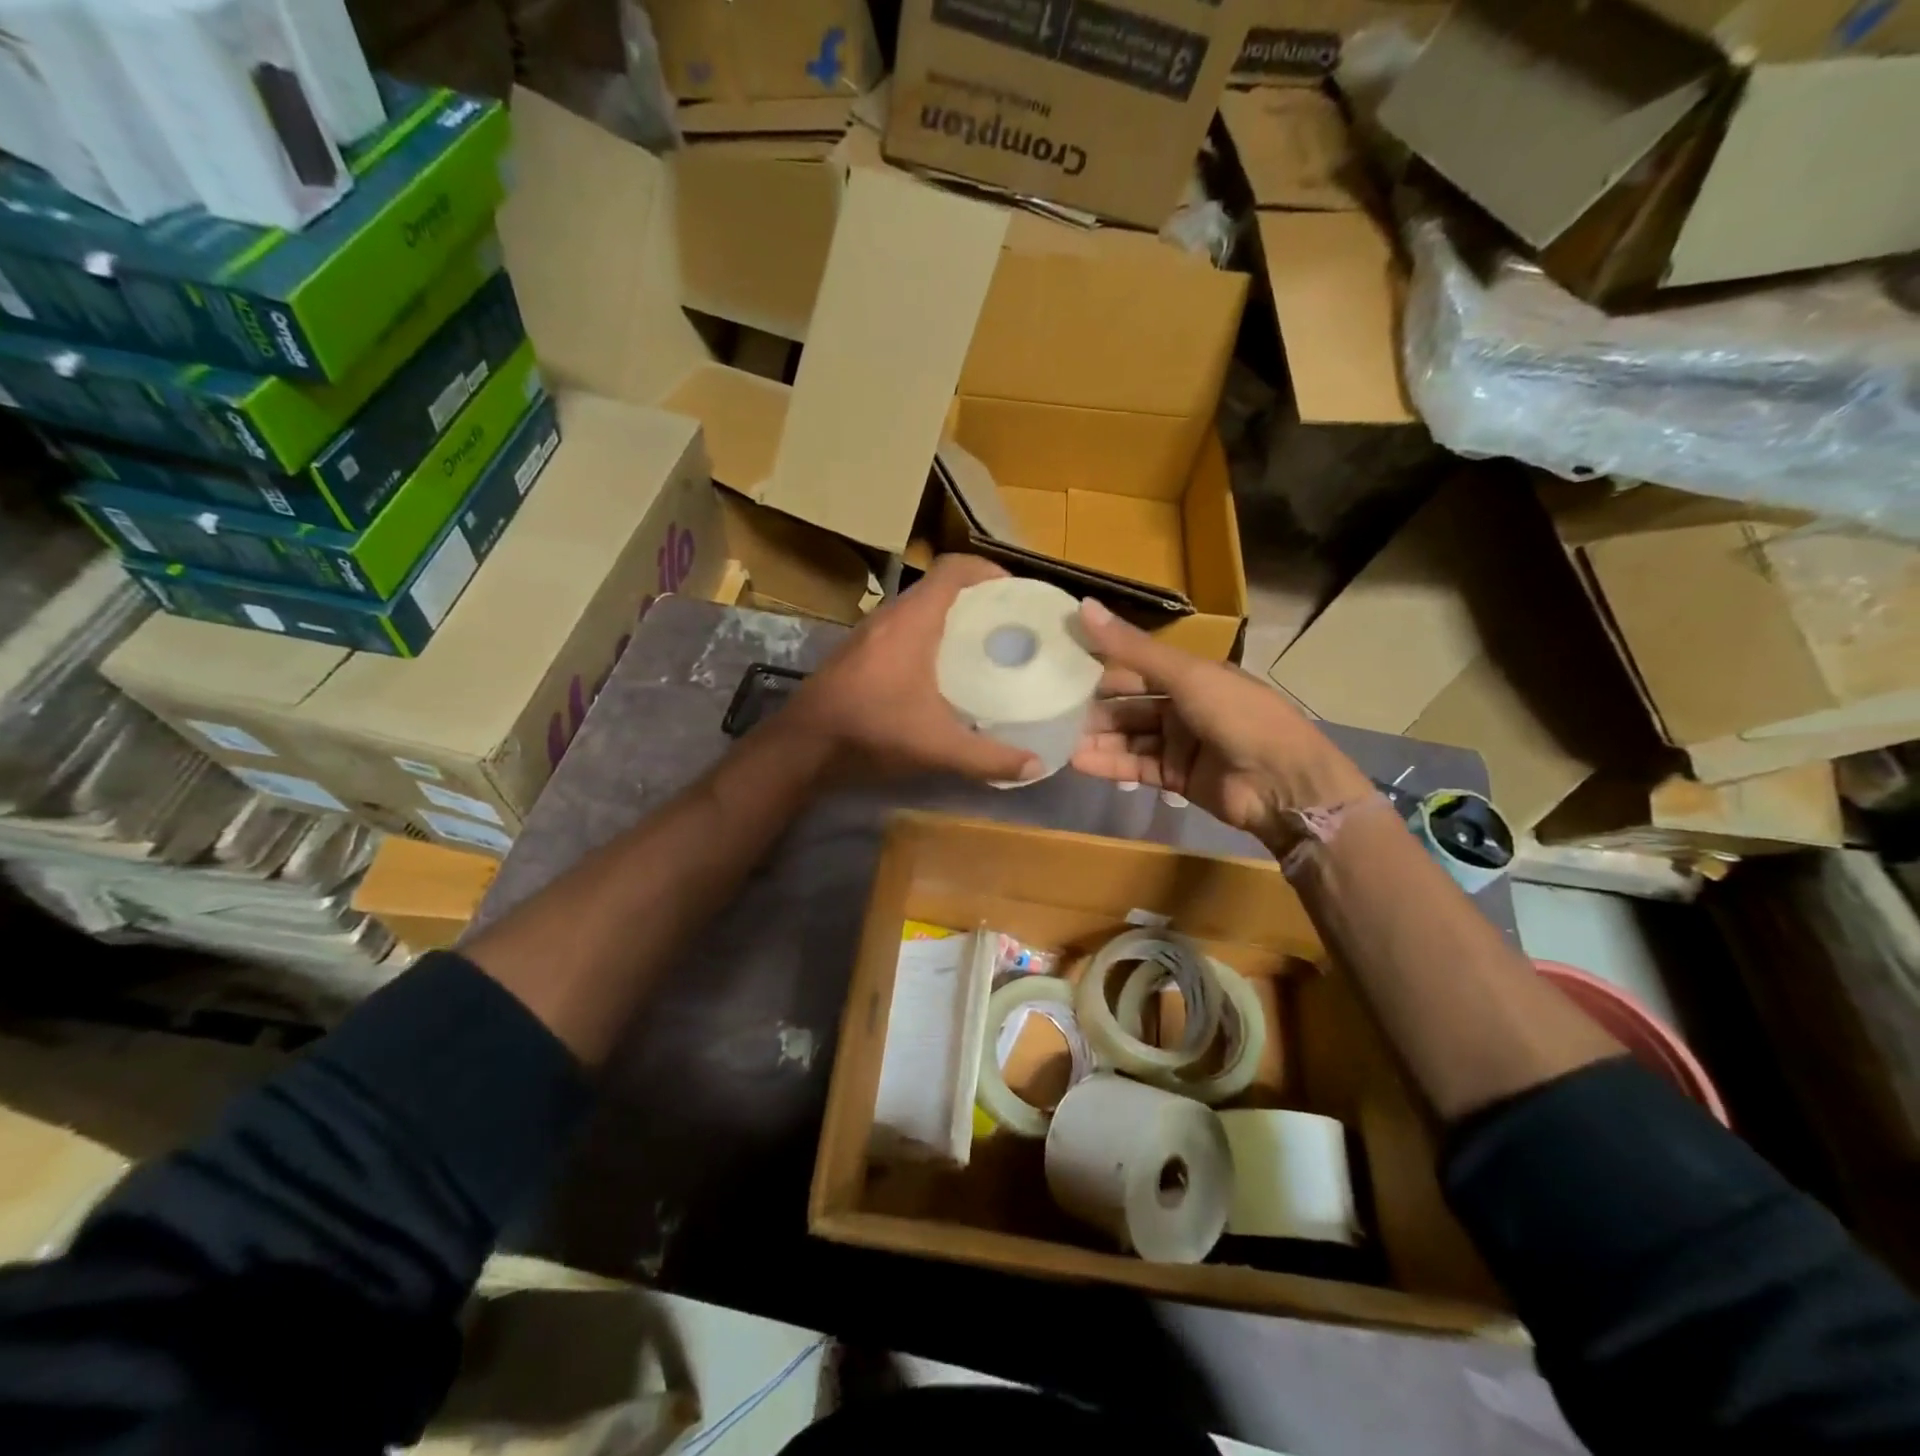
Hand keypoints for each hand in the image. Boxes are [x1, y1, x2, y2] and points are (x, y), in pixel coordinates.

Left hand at [787, 554, 1042, 783]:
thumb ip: (988, 758)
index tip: (1016, 592)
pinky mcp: (857, 653)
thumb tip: (1034, 766)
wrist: (803, 746)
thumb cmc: (872, 731)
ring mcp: (869, 634)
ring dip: (950, 618)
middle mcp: (890, 617)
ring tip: (982, 645)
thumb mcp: (937, 747)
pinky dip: (928, 636)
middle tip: (1008, 623)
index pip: (953, 569)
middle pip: (939, 587)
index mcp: (912, 622)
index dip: (988, 570)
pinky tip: (941, 672)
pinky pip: (902, 629)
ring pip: (918, 609)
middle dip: (976, 598)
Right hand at [1071, 599, 1373, 848]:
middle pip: (1128, 704)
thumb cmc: (1238, 716)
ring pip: (1128, 736)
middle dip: (1093, 708)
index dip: (1100, 666)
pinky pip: (1135, 766)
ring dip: (1096, 737)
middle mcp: (1184, 705)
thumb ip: (1131, 648)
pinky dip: (1108, 764)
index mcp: (1192, 674)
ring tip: (1055, 739)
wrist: (1283, 785)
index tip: (1058, 666)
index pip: (1136, 667)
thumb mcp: (1185, 675)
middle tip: (1049, 709)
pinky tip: (1077, 761)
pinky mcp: (1175, 776)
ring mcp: (1179, 743)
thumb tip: (1082, 606)